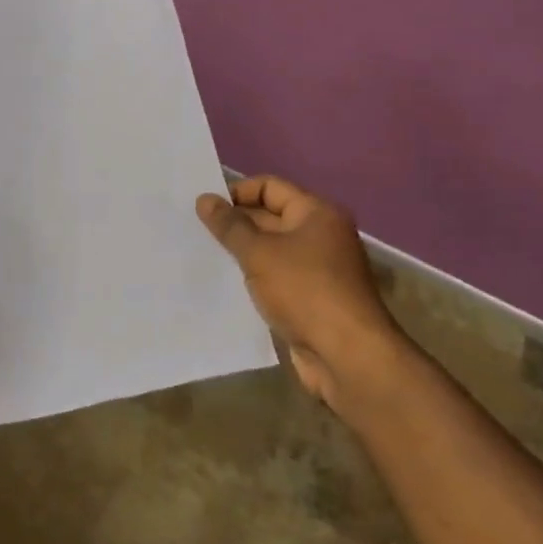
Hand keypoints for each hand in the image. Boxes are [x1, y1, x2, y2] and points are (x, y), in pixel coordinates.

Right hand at [197, 175, 400, 410]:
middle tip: (195, 231)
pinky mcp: (311, 299)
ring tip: (203, 255)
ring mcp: (318, 269)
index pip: (269, 187)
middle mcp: (321, 235)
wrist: (347, 356)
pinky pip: (276, 278)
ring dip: (242, 253)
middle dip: (235, 224)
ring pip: (271, 251)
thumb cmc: (304, 291)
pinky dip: (254, 278)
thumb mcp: (259, 253)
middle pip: (270, 217)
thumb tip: (204, 199)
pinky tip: (225, 285)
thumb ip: (229, 226)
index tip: (205, 208)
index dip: (236, 193)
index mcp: (316, 213)